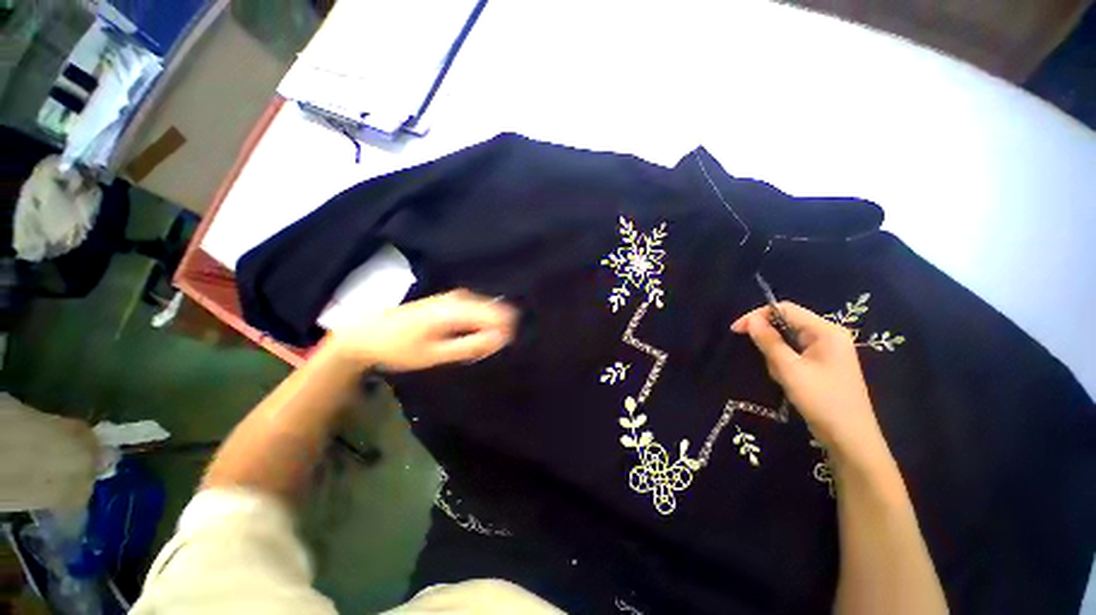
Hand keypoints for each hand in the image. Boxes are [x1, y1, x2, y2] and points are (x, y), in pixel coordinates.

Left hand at [330, 289, 517, 371]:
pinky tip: (467, 337)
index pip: (499, 315)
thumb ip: (471, 346)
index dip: (505, 332)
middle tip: (486, 351)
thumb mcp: (437, 353)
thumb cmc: (400, 347)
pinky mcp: (450, 299)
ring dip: (488, 328)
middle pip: (495, 310)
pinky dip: (478, 324)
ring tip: (476, 347)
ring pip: (486, 309)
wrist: (366, 333)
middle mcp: (459, 297)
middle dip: (498, 330)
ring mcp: (454, 296)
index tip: (500, 349)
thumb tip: (501, 339)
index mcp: (457, 309)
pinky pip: (476, 309)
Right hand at [731, 302, 887, 463]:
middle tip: (765, 361)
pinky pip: (796, 353)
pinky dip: (785, 363)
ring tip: (782, 377)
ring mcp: (828, 350)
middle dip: (770, 340)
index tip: (736, 330)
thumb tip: (750, 320)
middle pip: (788, 324)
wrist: (850, 438)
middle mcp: (829, 335)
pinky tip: (789, 380)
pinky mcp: (824, 363)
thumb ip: (769, 341)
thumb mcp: (789, 369)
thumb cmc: (821, 400)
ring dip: (777, 356)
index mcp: (826, 331)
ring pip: (789, 341)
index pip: (786, 309)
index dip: (758, 315)